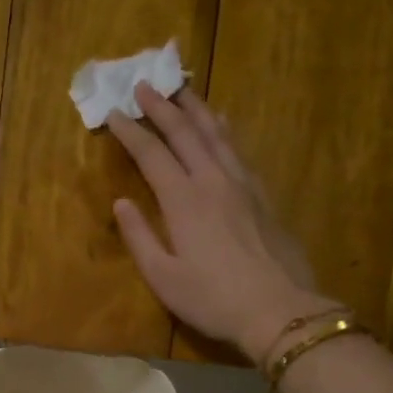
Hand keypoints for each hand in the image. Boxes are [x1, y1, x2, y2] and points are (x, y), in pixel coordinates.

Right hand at [108, 83, 341, 362]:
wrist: (279, 309)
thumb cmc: (212, 298)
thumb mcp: (163, 277)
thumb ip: (139, 237)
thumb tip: (121, 202)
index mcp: (183, 200)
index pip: (151, 154)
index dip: (130, 132)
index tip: (114, 112)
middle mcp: (212, 180)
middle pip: (185, 132)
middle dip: (161, 107)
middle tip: (144, 84)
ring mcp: (242, 184)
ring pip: (216, 133)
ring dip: (195, 108)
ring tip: (181, 89)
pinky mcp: (262, 195)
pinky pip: (238, 148)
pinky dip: (223, 129)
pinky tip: (222, 123)